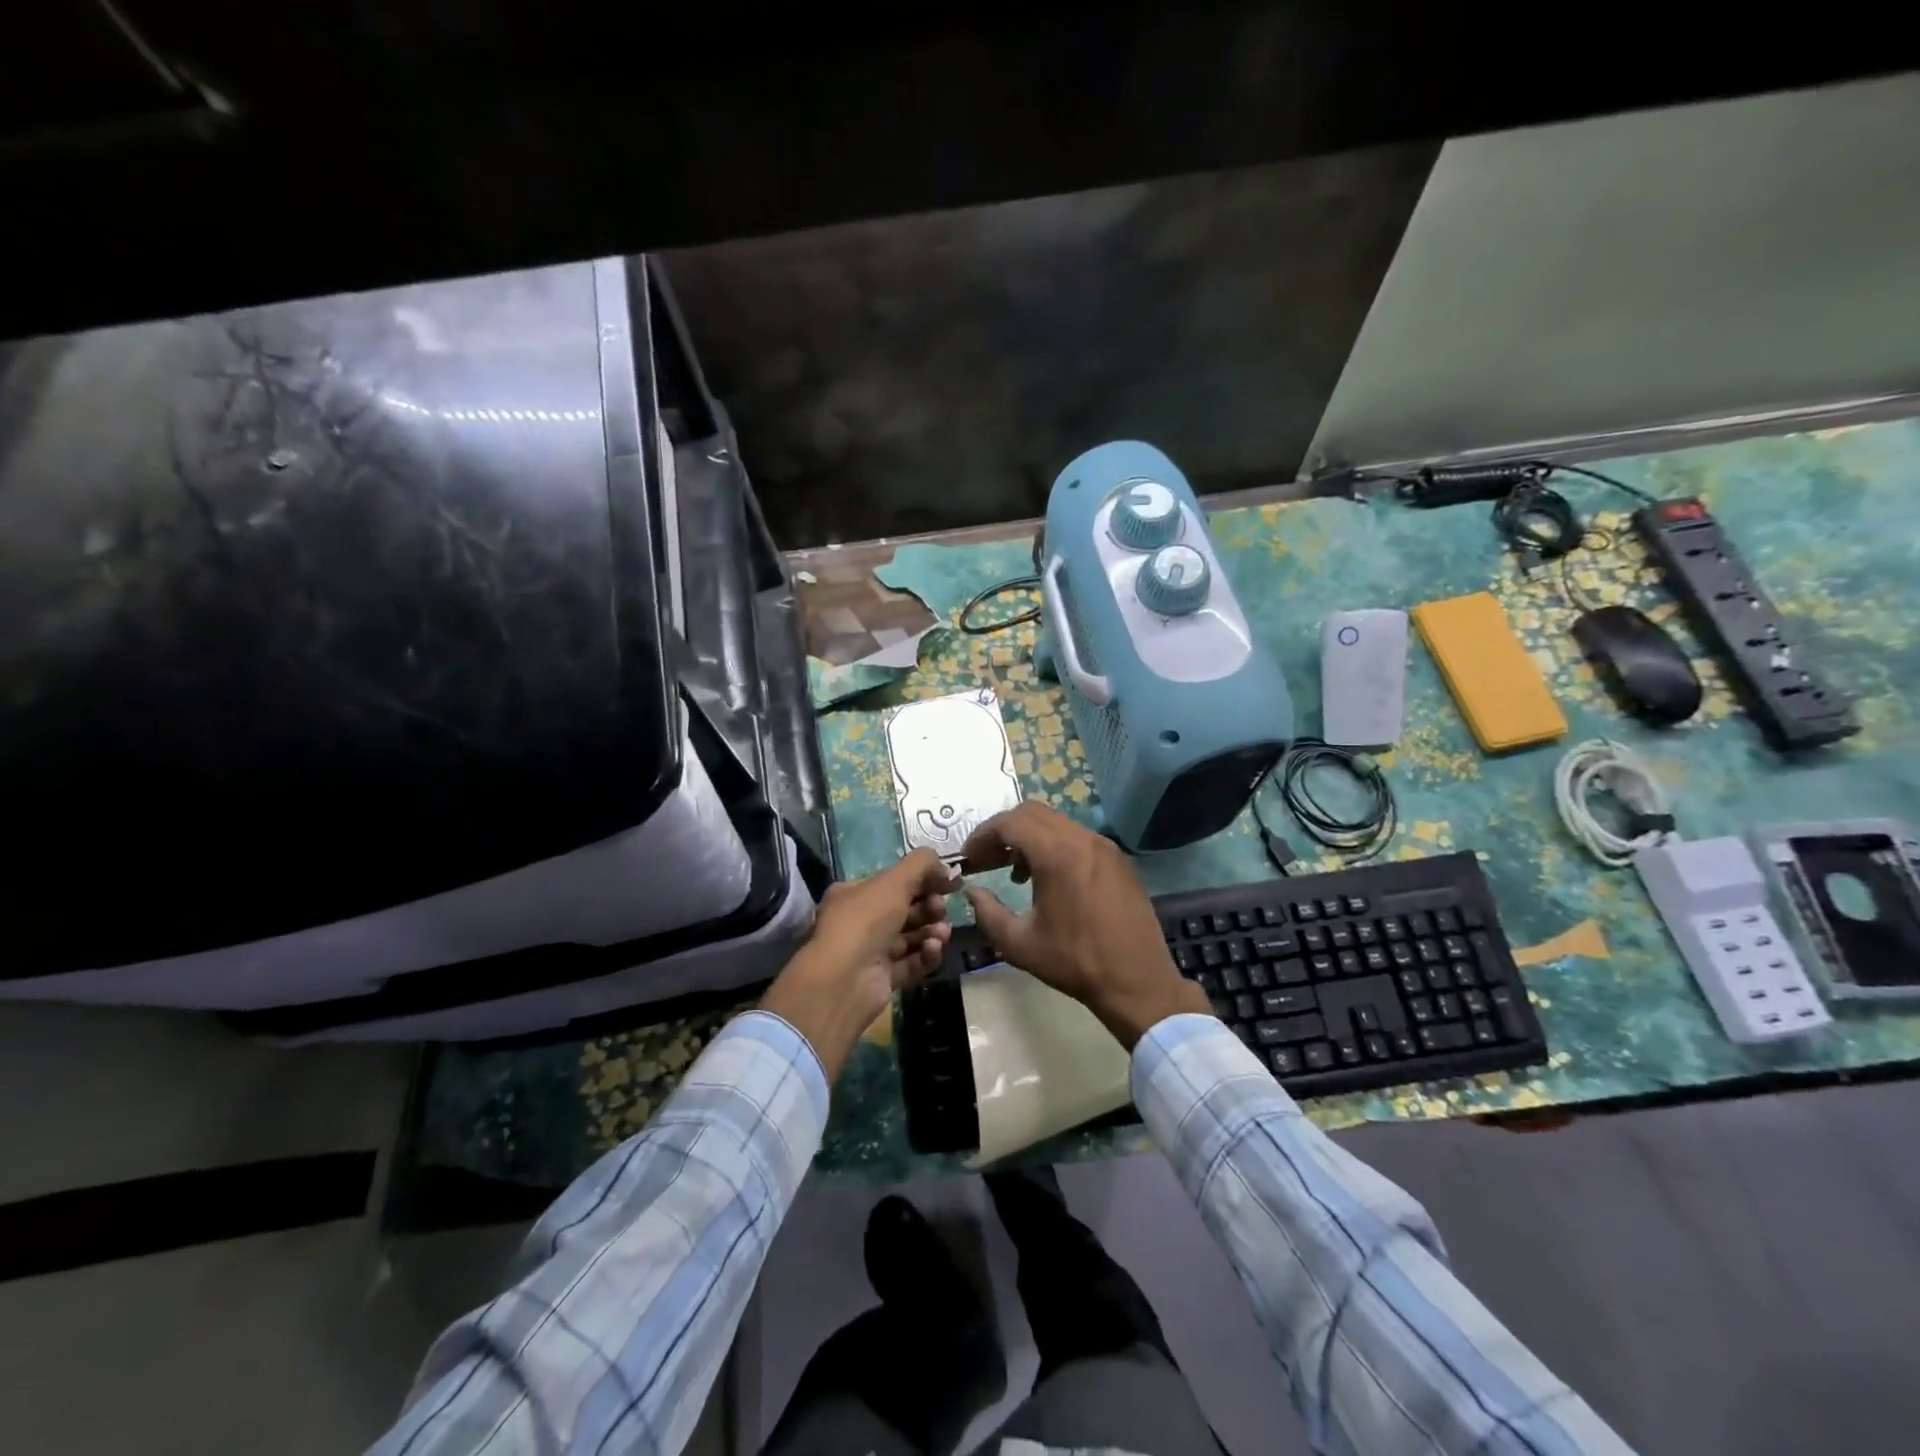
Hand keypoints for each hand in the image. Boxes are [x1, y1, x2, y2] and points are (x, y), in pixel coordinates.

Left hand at [761, 848, 956, 1079]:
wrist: (844, 980)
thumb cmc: (866, 920)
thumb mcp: (894, 880)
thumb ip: (922, 864)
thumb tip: (944, 867)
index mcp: (854, 894)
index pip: (893, 882)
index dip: (922, 879)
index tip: (949, 881)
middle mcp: (859, 922)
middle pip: (904, 910)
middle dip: (928, 907)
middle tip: (940, 908)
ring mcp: (870, 952)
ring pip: (910, 937)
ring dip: (931, 932)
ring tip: (942, 933)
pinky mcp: (882, 979)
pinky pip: (910, 963)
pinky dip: (925, 956)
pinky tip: (933, 950)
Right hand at [959, 802, 1207, 1048]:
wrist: (1137, 981)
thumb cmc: (1075, 962)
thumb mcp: (1019, 944)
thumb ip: (987, 913)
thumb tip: (973, 892)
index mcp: (1057, 854)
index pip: (1010, 823)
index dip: (982, 836)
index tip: (969, 859)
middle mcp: (1082, 839)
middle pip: (1032, 813)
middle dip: (1003, 832)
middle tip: (986, 861)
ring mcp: (1104, 846)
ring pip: (1056, 823)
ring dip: (1029, 838)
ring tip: (1014, 873)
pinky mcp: (1118, 859)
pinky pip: (1077, 837)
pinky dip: (1054, 846)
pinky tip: (1048, 880)